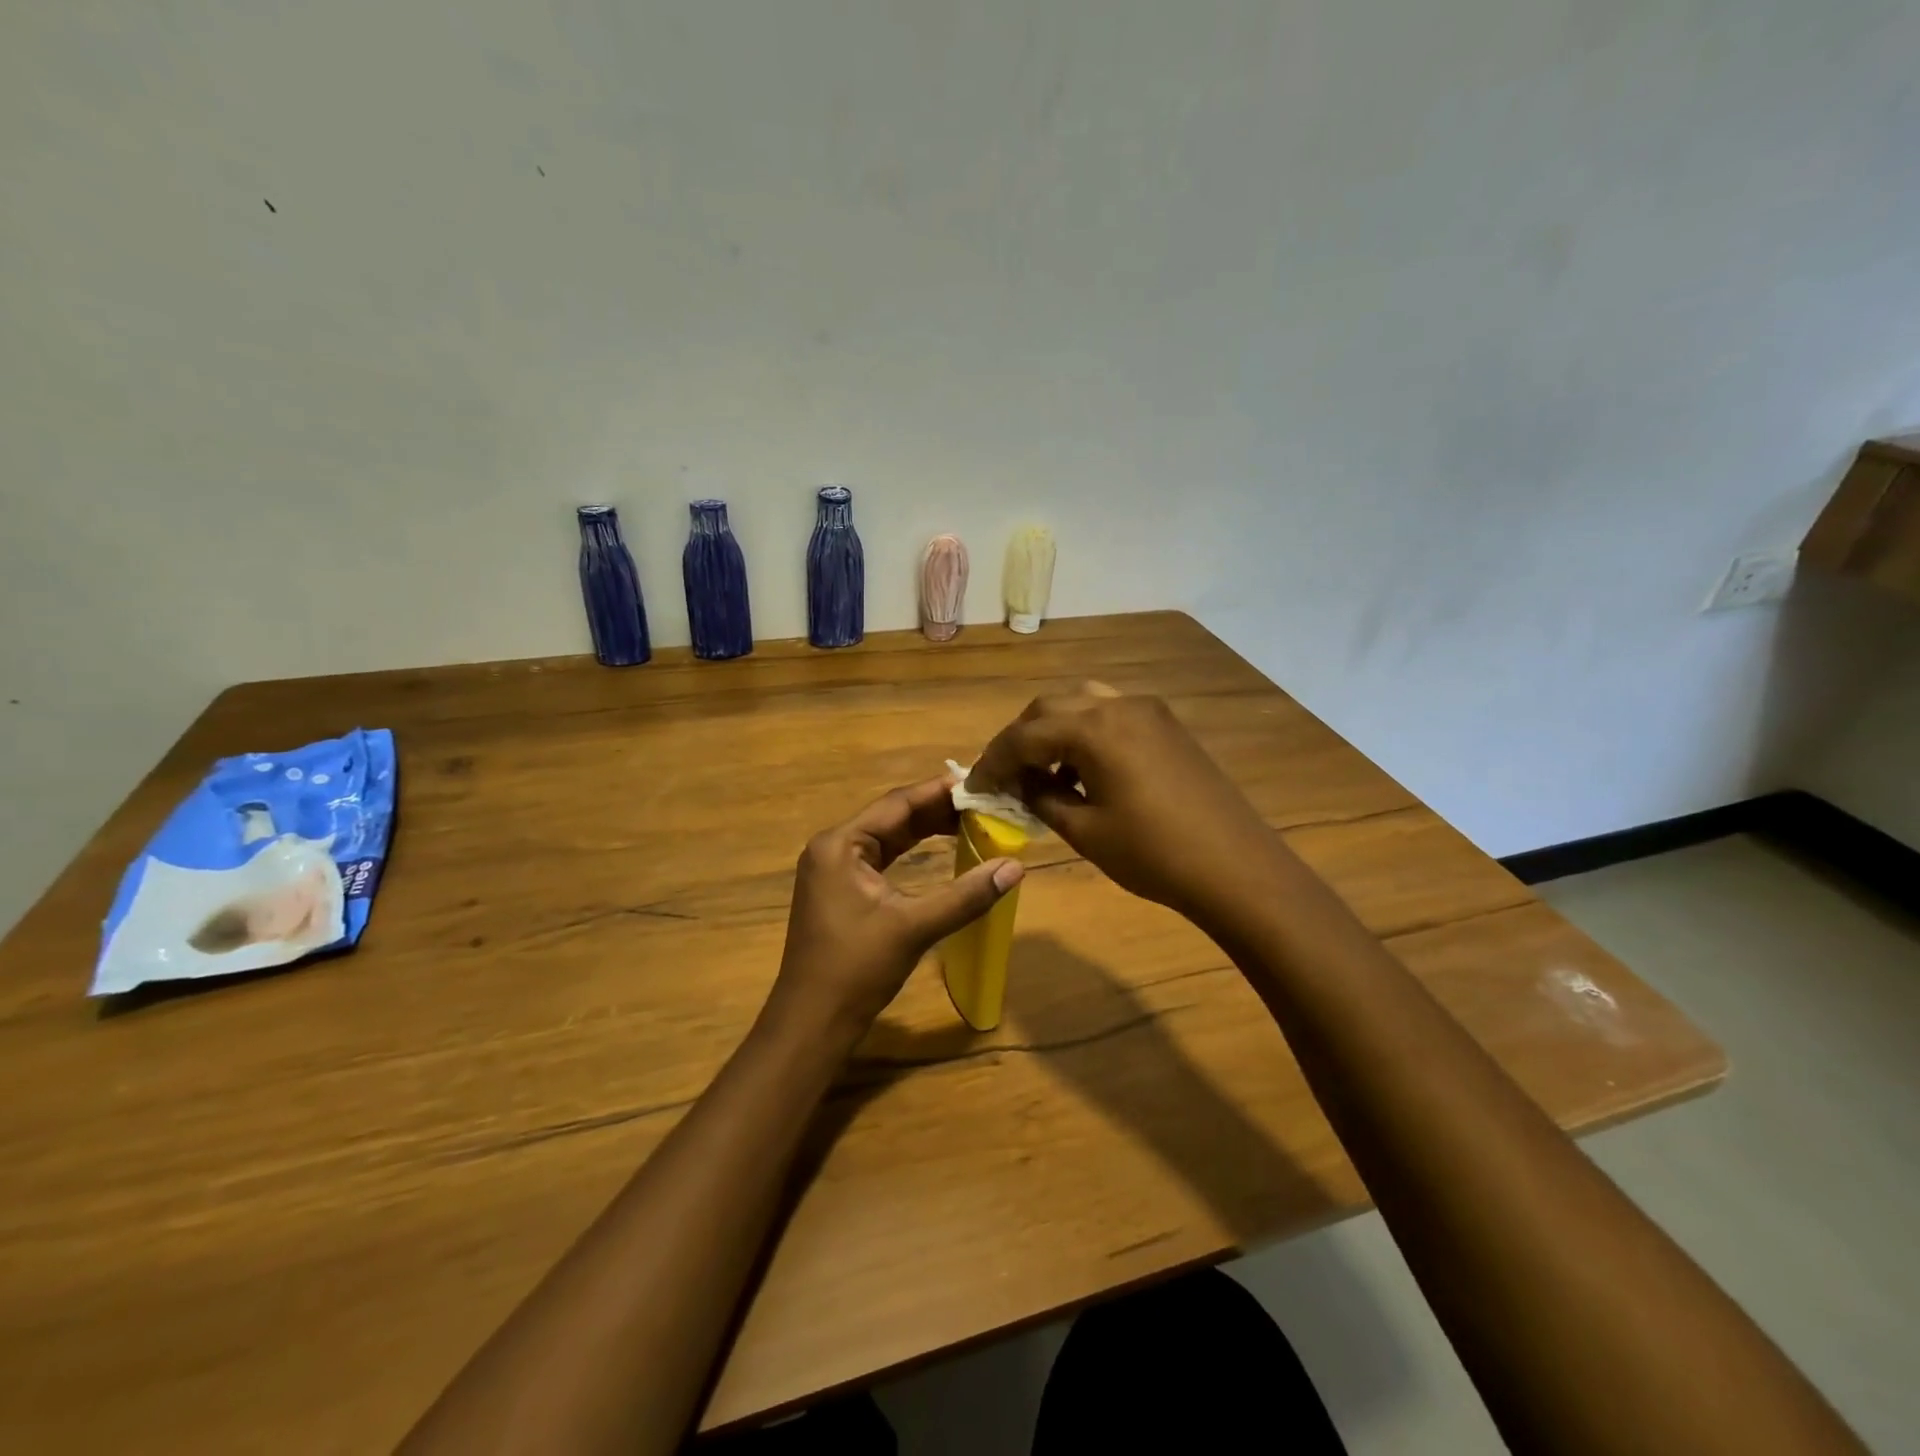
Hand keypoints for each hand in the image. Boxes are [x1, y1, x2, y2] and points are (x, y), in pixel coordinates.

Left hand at [772, 777, 1023, 1043]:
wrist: (812, 1022)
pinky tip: (942, 848)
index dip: (940, 791)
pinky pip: (883, 858)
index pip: (897, 803)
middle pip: (893, 817)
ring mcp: (834, 869)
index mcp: (840, 844)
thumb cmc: (856, 970)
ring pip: (889, 837)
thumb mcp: (913, 928)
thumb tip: (1015, 867)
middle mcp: (833, 847)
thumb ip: (965, 896)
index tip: (981, 782)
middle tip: (985, 802)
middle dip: (938, 810)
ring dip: (927, 829)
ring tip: (973, 819)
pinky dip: (913, 851)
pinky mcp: (841, 890)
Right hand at [966, 683, 1277, 925]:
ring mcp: (1148, 712)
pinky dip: (1085, 734)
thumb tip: (1019, 784)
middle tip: (1003, 776)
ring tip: (1040, 773)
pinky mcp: (1167, 726)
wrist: (1236, 868)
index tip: (972, 787)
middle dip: (1020, 739)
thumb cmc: (1153, 854)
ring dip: (1053, 732)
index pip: (1024, 736)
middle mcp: (1118, 705)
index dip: (992, 762)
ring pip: (1081, 704)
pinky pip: (1110, 715)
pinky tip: (1082, 772)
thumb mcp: (1085, 831)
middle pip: (1049, 708)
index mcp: (1094, 728)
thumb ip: (1042, 798)